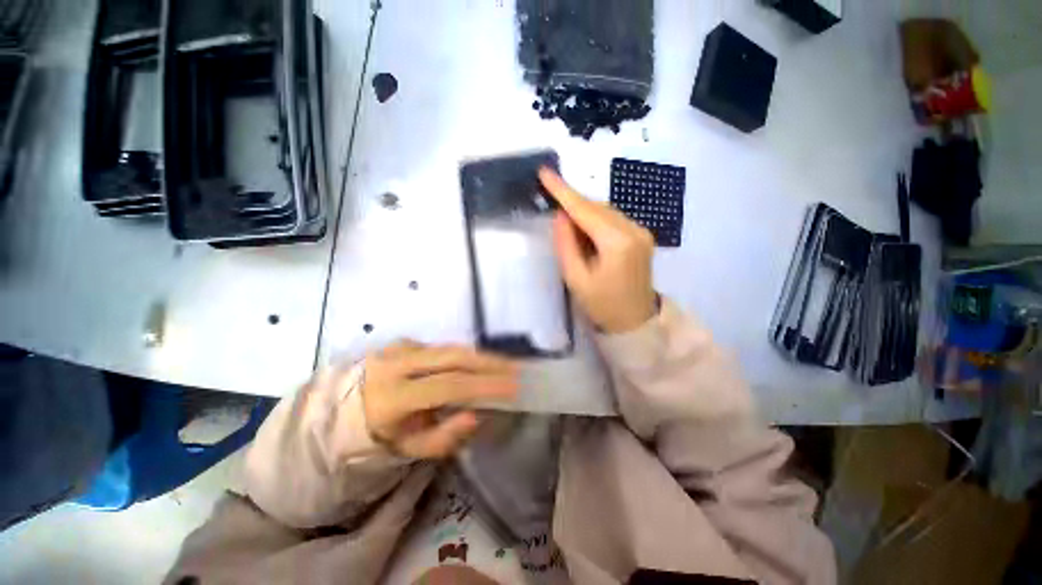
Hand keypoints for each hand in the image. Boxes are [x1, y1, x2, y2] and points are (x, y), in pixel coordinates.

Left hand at [361, 341, 518, 458]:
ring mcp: (400, 347)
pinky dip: (464, 355)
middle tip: (516, 369)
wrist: (341, 409)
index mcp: (392, 395)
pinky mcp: (405, 341)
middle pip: (453, 356)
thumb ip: (443, 437)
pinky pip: (442, 347)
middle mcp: (397, 363)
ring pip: (451, 347)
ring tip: (505, 365)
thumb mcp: (408, 449)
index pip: (448, 385)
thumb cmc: (377, 436)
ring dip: (480, 356)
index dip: (483, 385)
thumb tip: (476, 415)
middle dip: (489, 362)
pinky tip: (479, 363)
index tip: (513, 386)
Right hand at [539, 167, 656, 332]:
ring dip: (585, 213)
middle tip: (553, 209)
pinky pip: (614, 219)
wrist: (634, 321)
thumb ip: (566, 244)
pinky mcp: (642, 236)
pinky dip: (596, 221)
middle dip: (573, 204)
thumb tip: (560, 215)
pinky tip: (588, 235)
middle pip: (597, 207)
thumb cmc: (601, 305)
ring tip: (570, 230)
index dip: (563, 191)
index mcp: (617, 243)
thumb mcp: (575, 278)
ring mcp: (641, 231)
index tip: (545, 172)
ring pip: (606, 211)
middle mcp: (634, 230)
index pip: (585, 210)